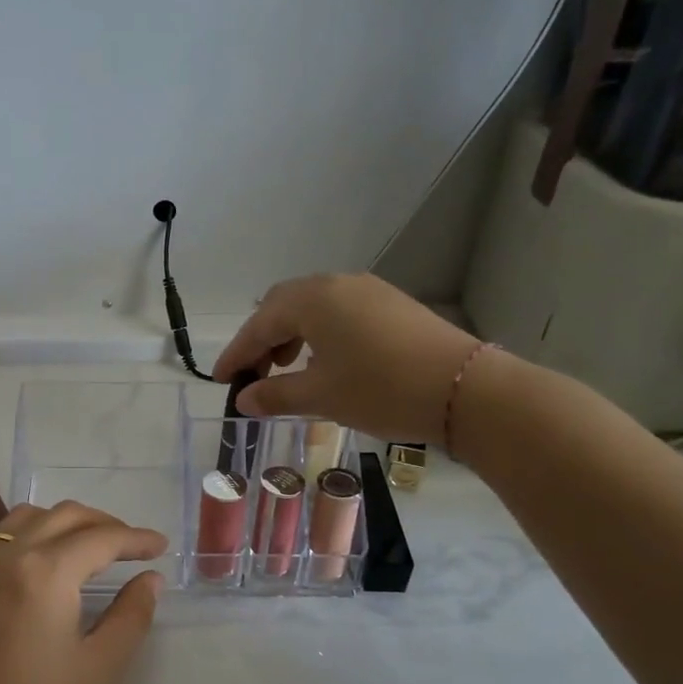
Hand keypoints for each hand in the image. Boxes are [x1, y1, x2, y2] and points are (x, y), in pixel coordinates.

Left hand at [0, 502, 165, 683]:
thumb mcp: (101, 666)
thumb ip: (132, 614)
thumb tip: (150, 578)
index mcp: (45, 571)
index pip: (100, 538)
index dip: (136, 539)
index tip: (162, 546)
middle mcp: (8, 555)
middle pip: (64, 516)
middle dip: (104, 523)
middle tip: (133, 546)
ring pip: (27, 516)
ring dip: (64, 521)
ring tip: (90, 545)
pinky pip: (0, 535)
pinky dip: (30, 530)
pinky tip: (43, 557)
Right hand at [214, 273, 483, 444]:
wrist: (463, 388)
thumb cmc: (380, 390)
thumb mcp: (321, 396)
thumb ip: (275, 395)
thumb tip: (244, 399)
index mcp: (312, 300)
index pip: (260, 325)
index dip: (237, 353)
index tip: (219, 379)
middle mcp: (336, 284)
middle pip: (283, 305)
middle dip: (262, 339)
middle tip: (253, 374)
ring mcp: (367, 290)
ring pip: (313, 306)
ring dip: (291, 334)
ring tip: (286, 368)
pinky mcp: (391, 303)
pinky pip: (339, 310)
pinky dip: (320, 332)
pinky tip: (325, 360)